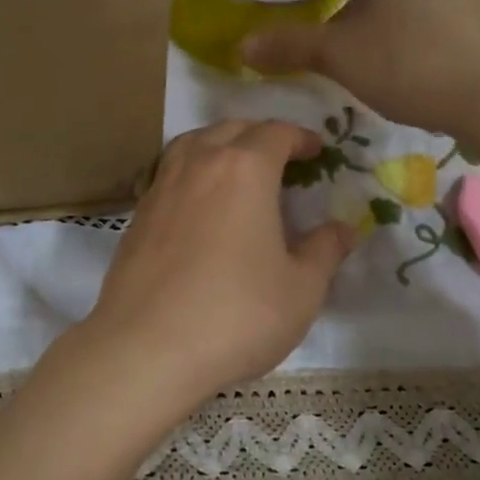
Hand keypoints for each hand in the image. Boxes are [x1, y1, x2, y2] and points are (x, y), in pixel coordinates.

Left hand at [83, 120, 356, 404]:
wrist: (146, 349)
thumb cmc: (236, 315)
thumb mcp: (300, 290)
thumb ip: (324, 252)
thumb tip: (343, 230)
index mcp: (244, 170)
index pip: (276, 134)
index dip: (300, 138)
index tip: (316, 151)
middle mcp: (198, 166)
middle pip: (231, 130)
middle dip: (260, 135)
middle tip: (281, 157)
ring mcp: (160, 189)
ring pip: (192, 145)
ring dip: (219, 145)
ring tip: (235, 169)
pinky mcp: (137, 217)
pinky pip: (169, 175)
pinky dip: (191, 174)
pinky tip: (199, 205)